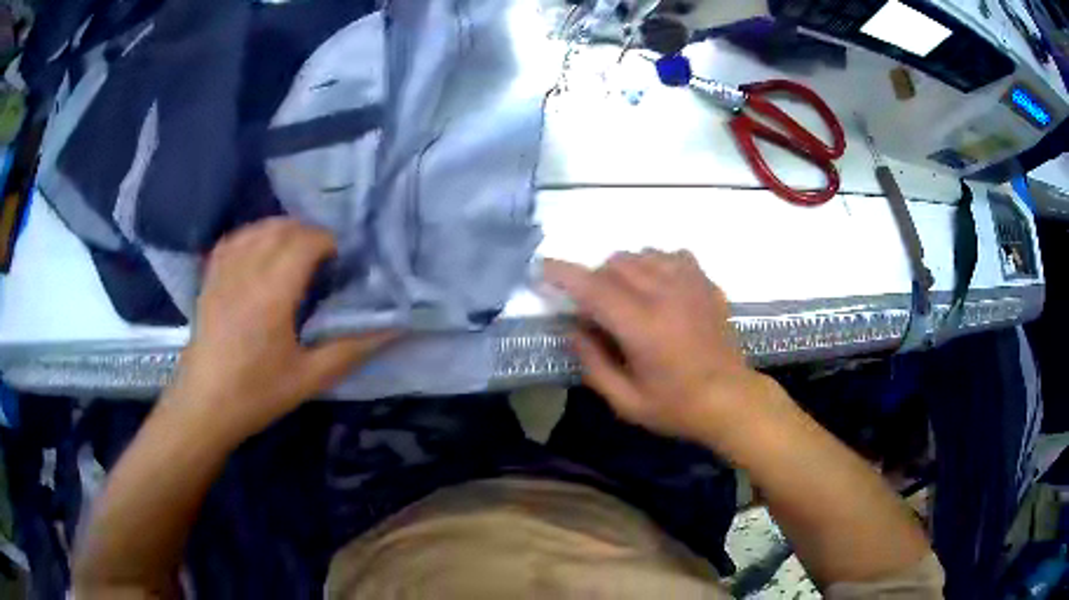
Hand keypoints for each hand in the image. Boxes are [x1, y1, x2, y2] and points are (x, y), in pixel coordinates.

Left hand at [171, 218, 396, 443]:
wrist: (204, 406)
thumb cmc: (257, 394)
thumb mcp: (309, 379)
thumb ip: (351, 349)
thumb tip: (394, 329)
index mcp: (273, 293)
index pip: (305, 241)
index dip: (328, 242)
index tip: (341, 262)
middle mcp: (247, 271)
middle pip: (282, 228)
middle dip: (309, 233)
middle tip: (324, 259)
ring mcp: (224, 272)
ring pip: (256, 228)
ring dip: (282, 230)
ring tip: (295, 251)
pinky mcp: (210, 279)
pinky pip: (232, 240)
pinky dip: (252, 235)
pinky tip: (259, 250)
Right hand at [544, 251, 779, 443]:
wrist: (731, 400)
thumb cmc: (677, 407)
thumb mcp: (626, 402)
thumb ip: (593, 363)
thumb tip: (572, 328)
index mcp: (642, 327)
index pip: (594, 288)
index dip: (563, 274)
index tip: (542, 267)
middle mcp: (665, 295)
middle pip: (615, 264)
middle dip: (594, 278)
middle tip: (594, 307)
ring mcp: (690, 284)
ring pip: (642, 254)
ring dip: (623, 270)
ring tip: (625, 297)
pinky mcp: (705, 283)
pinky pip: (671, 255)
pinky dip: (654, 263)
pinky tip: (657, 286)